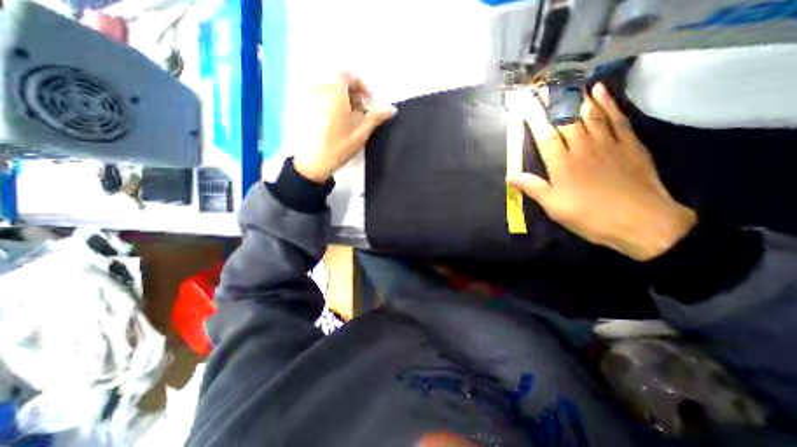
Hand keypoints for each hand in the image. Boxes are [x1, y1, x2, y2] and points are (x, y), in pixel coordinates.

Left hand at [292, 74, 394, 183]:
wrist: (317, 162)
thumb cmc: (341, 145)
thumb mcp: (362, 131)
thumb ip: (376, 117)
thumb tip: (392, 108)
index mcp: (335, 95)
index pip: (347, 75)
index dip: (360, 85)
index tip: (367, 101)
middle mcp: (321, 92)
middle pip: (340, 84)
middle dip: (354, 96)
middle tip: (361, 115)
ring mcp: (312, 100)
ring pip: (332, 92)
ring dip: (345, 101)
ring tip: (350, 121)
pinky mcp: (308, 109)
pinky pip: (324, 99)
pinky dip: (334, 106)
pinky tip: (338, 123)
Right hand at [513, 83, 695, 260]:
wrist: (641, 223)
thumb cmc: (590, 216)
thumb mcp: (555, 207)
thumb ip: (534, 188)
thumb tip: (511, 176)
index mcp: (563, 165)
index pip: (545, 136)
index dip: (534, 119)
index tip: (524, 104)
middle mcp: (583, 149)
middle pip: (566, 120)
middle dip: (553, 103)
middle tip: (542, 88)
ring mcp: (608, 144)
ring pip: (590, 114)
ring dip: (577, 97)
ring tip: (566, 83)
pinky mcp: (630, 144)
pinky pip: (617, 118)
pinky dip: (608, 103)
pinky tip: (600, 91)